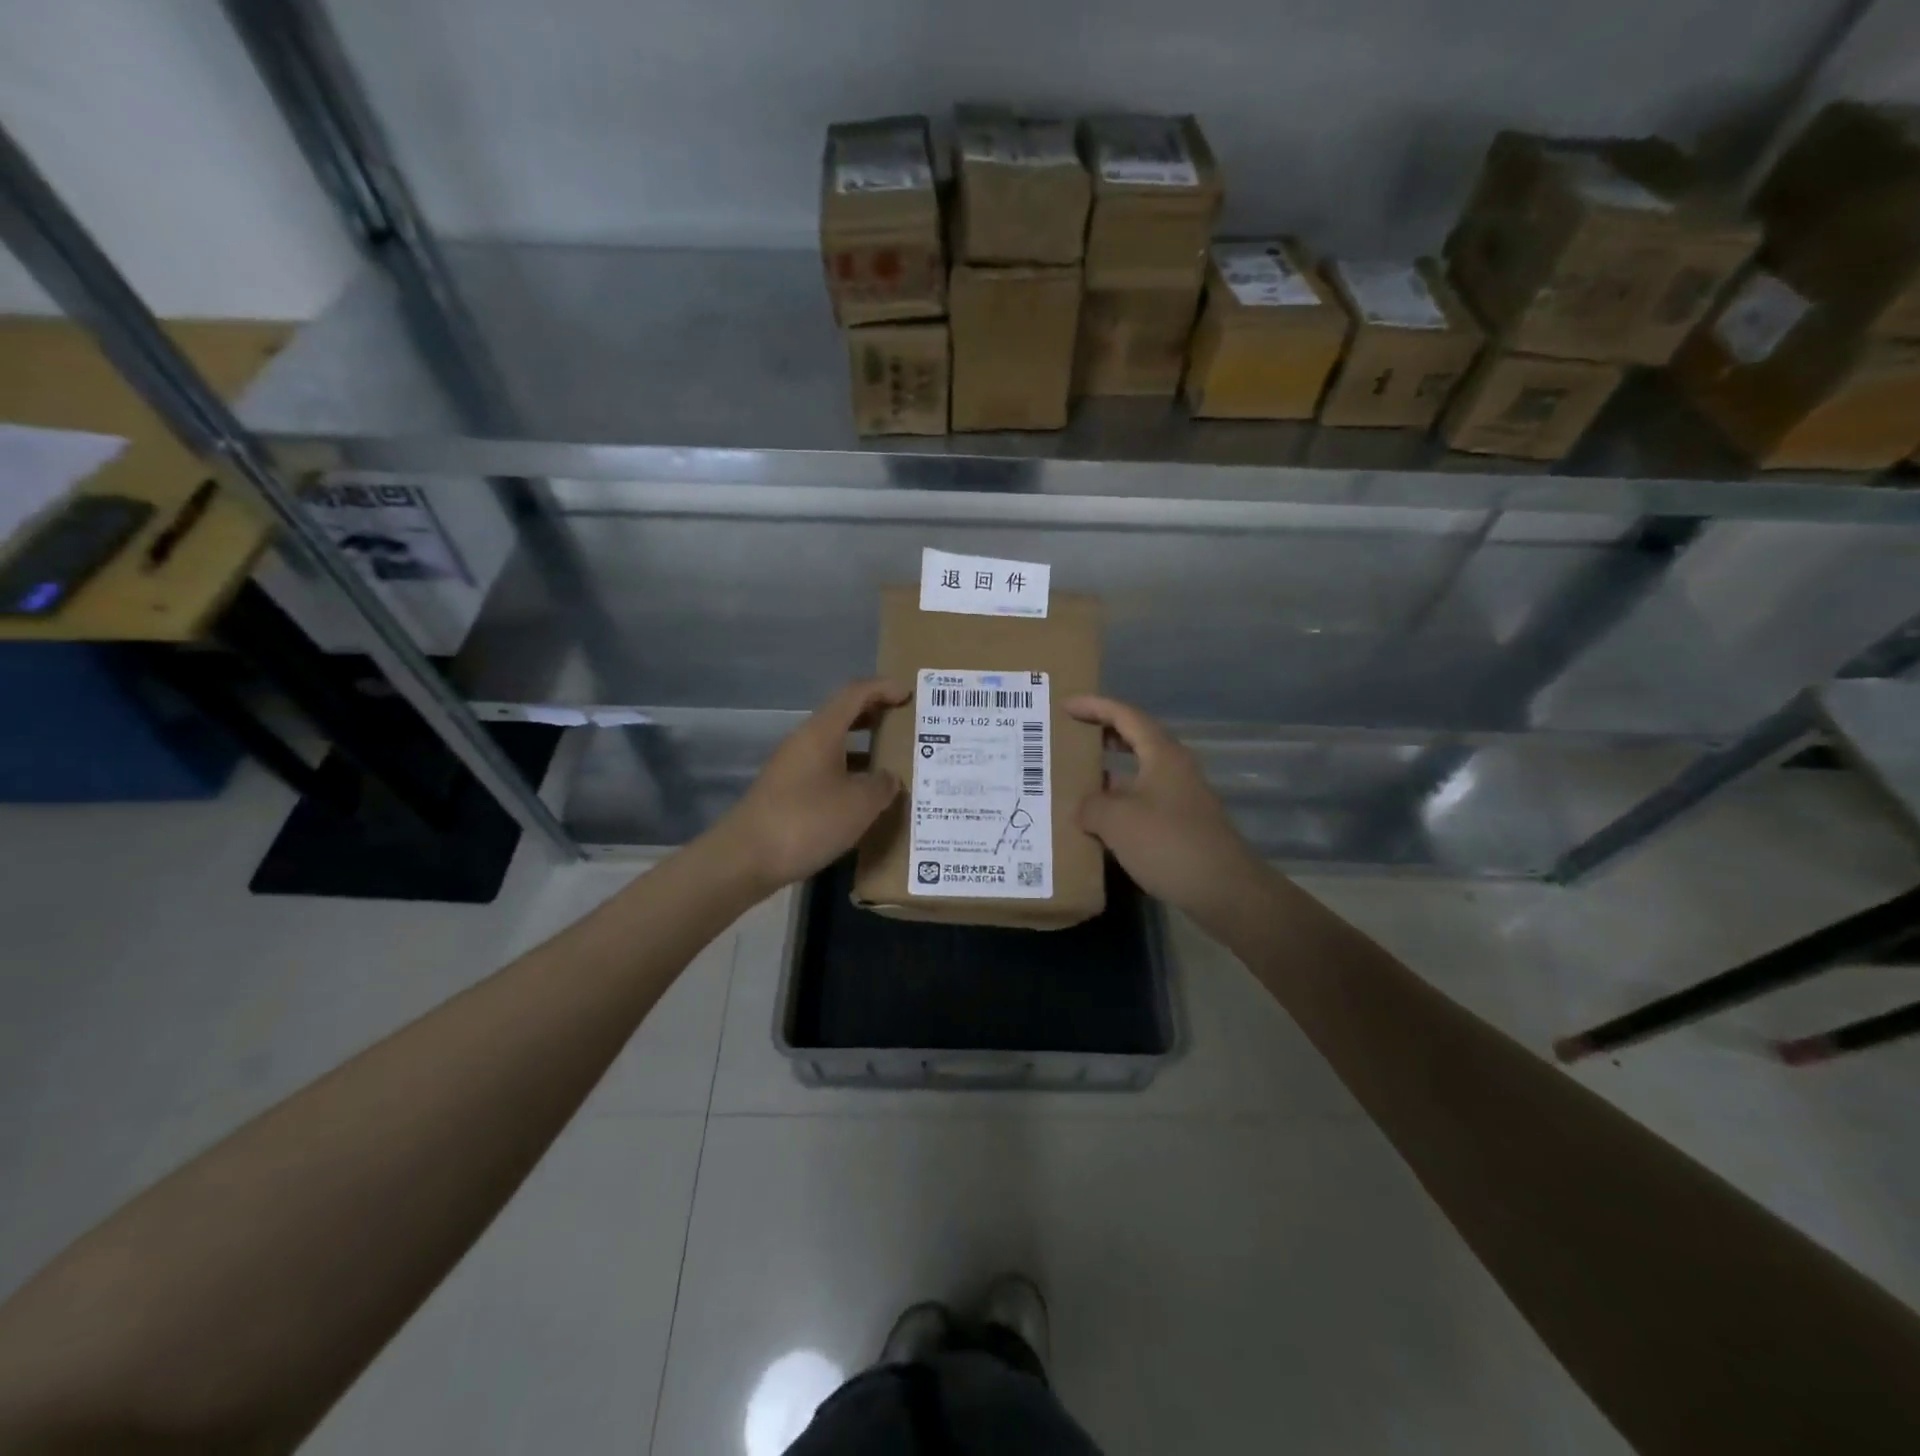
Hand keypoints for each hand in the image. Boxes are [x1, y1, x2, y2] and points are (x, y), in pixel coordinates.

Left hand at [713, 678, 908, 892]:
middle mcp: (804, 742)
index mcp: (822, 732)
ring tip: (893, 765)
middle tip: (905, 727)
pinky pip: (825, 771)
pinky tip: (864, 799)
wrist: (745, 858)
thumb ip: (883, 785)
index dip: (883, 688)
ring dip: (863, 750)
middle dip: (875, 717)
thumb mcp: (859, 804)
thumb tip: (888, 778)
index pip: (855, 694)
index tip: (908, 694)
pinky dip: (848, 774)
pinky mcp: (786, 793)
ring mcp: (792, 768)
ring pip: (834, 747)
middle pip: (843, 717)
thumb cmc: (807, 821)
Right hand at [1066, 695, 1267, 923]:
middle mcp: (1174, 768)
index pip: (1124, 715)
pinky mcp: (1181, 824)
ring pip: (1138, 773)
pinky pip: (1143, 801)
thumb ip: (1091, 805)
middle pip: (1134, 739)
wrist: (1224, 890)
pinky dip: (1118, 803)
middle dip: (1101, 735)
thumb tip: (1085, 808)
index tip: (1064, 705)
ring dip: (1108, 773)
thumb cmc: (1168, 843)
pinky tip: (1097, 821)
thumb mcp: (1116, 820)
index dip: (1093, 706)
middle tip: (1069, 737)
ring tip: (1074, 780)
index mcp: (1162, 754)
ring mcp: (1180, 797)